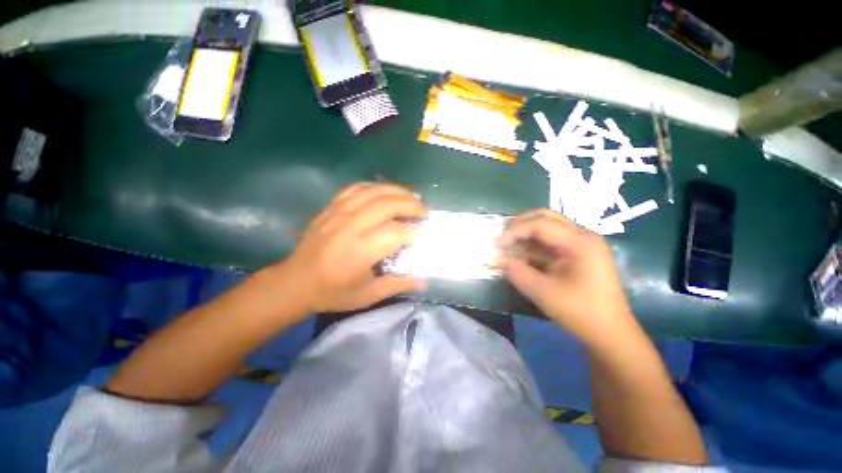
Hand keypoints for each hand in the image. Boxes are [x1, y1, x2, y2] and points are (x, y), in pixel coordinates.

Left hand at [279, 182, 427, 313]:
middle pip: (387, 205)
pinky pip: (356, 188)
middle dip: (411, 205)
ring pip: (373, 192)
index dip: (412, 233)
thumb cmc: (333, 292)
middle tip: (423, 211)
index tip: (419, 237)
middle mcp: (349, 228)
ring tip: (411, 197)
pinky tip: (385, 191)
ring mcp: (338, 213)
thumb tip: (424, 283)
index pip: (395, 233)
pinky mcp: (330, 207)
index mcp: (359, 252)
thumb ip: (397, 285)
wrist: (295, 282)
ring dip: (397, 191)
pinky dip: (375, 186)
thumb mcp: (367, 295)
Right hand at [496, 209, 635, 345]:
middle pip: (545, 217)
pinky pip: (551, 241)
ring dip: (525, 234)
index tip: (495, 244)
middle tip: (502, 238)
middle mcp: (582, 235)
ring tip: (507, 245)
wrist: (610, 333)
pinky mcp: (578, 253)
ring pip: (548, 227)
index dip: (513, 232)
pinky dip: (533, 246)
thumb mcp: (543, 292)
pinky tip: (521, 255)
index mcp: (580, 241)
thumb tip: (497, 259)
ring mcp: (582, 244)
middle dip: (519, 225)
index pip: (539, 224)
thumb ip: (516, 272)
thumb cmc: (580, 312)